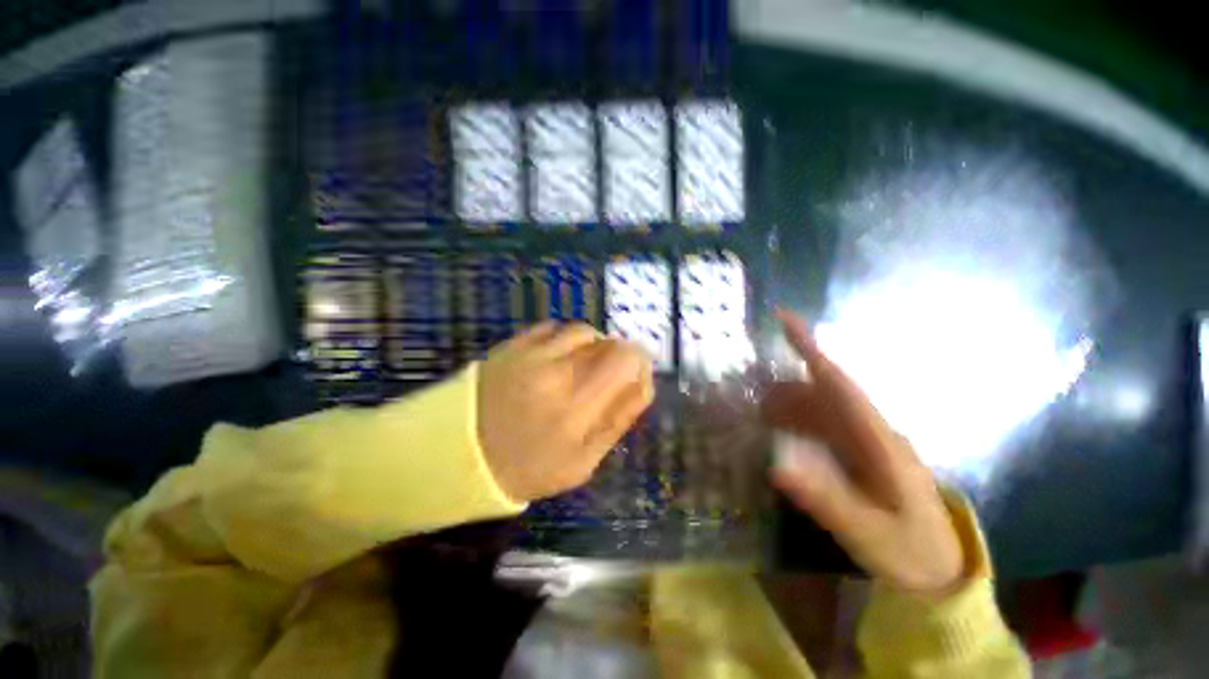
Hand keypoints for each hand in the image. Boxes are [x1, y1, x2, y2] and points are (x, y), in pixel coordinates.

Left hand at [478, 322, 654, 502]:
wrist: (460, 453)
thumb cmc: (528, 466)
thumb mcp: (582, 462)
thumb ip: (618, 420)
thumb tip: (643, 382)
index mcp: (578, 407)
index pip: (626, 359)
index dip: (639, 361)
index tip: (634, 374)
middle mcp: (557, 371)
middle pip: (608, 342)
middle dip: (617, 357)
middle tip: (605, 378)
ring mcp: (532, 353)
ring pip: (583, 331)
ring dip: (592, 346)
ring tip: (580, 366)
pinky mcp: (514, 344)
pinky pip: (553, 328)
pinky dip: (564, 340)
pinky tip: (556, 358)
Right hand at [763, 311, 964, 594]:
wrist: (939, 572)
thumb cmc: (910, 550)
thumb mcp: (867, 532)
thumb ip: (825, 499)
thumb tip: (776, 465)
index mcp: (880, 440)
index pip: (839, 383)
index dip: (810, 349)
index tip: (784, 319)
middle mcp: (871, 431)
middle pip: (822, 392)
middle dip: (784, 385)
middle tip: (749, 393)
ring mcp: (865, 442)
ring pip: (818, 408)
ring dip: (786, 405)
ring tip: (756, 414)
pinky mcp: (859, 454)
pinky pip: (821, 427)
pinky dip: (796, 423)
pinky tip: (779, 433)